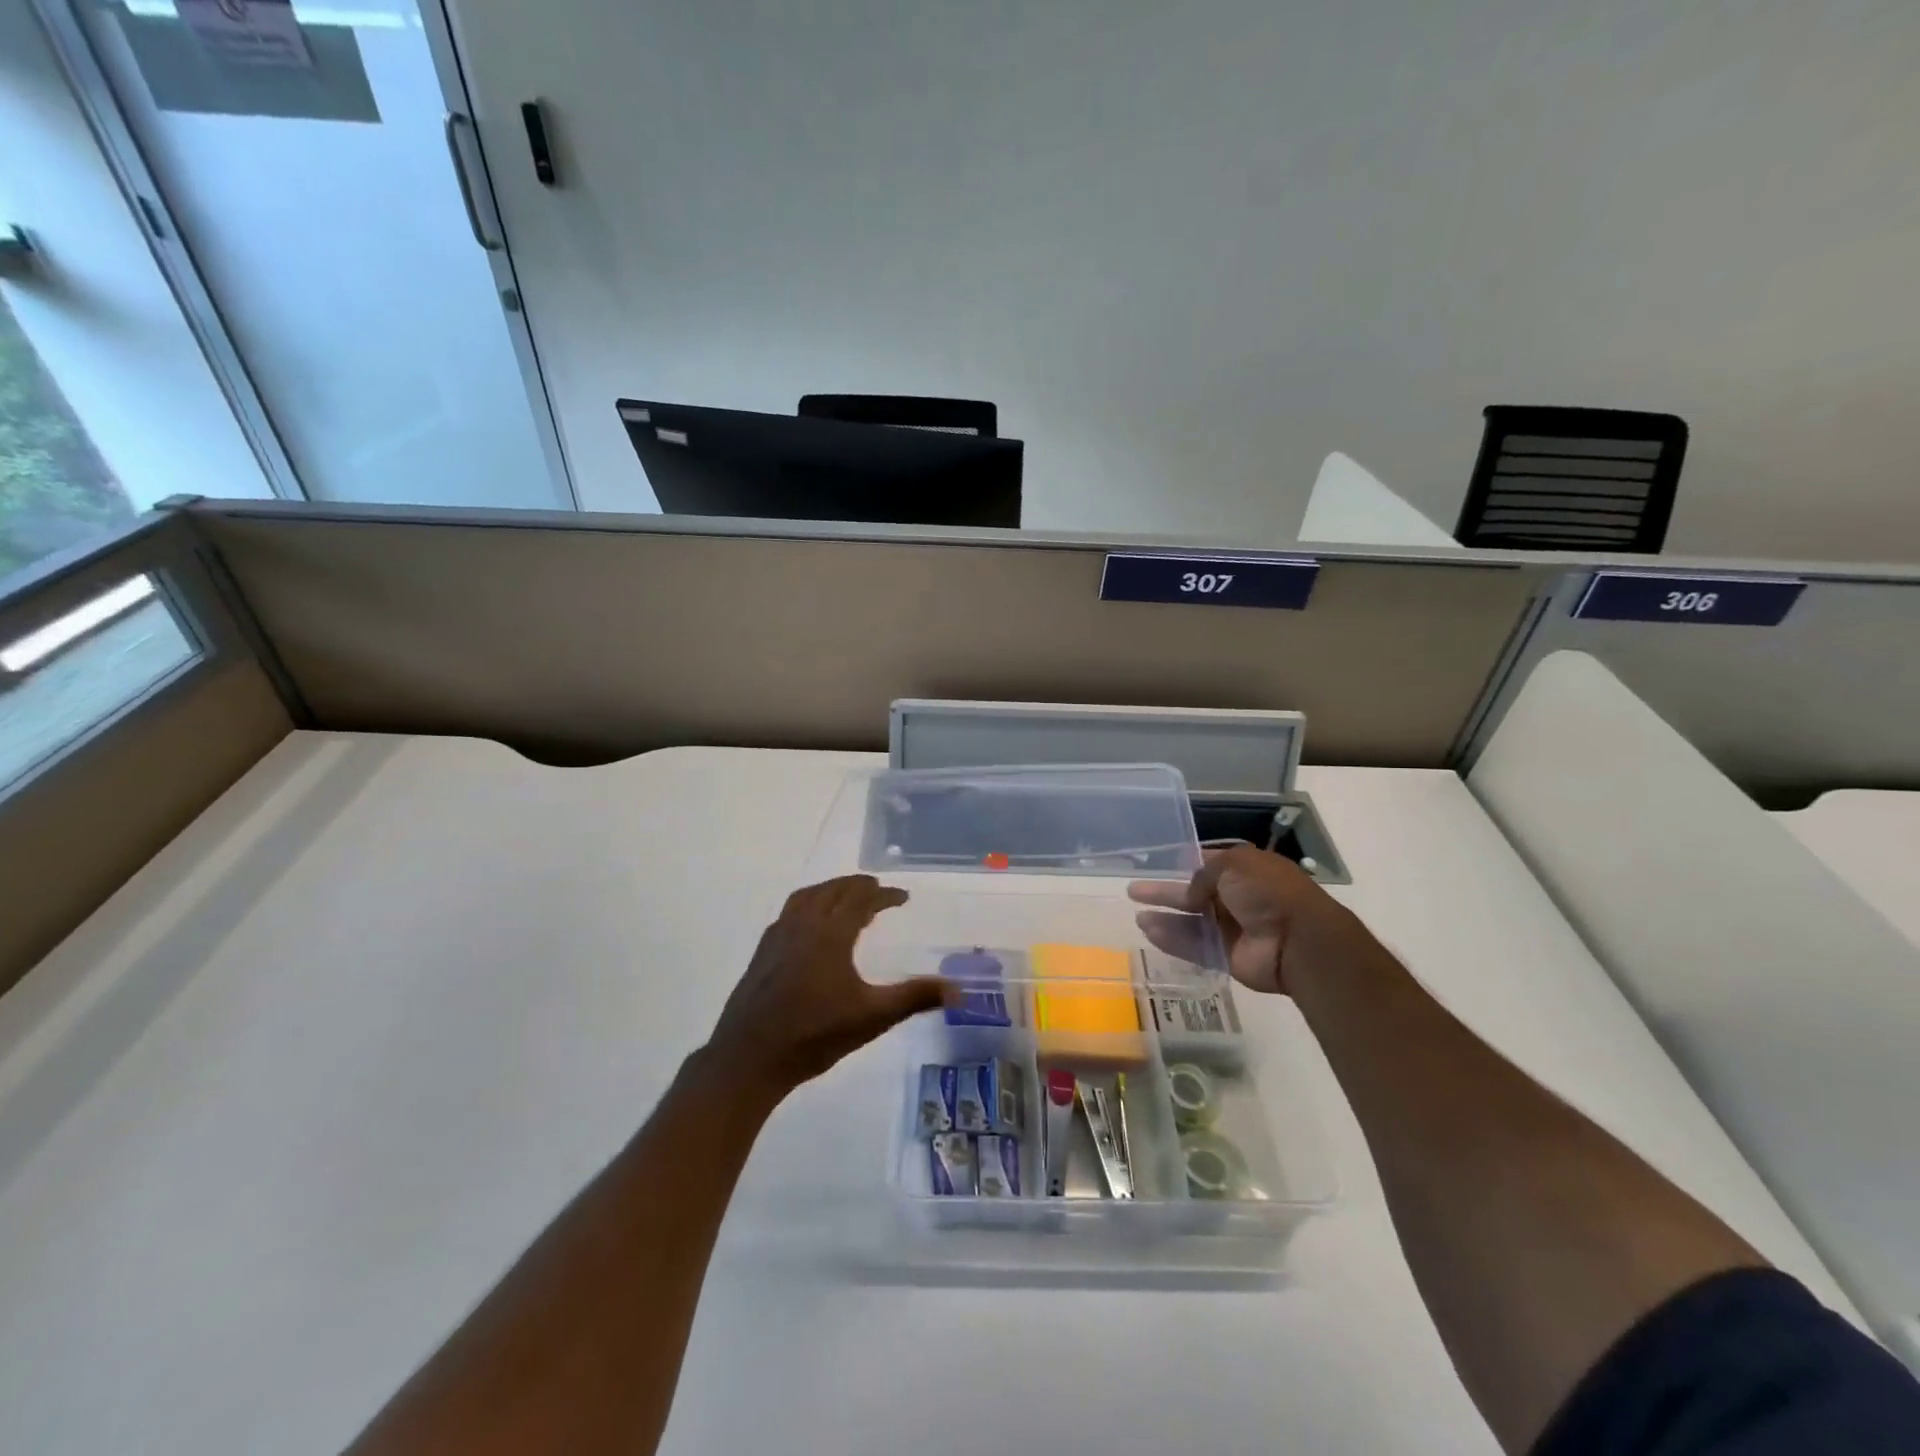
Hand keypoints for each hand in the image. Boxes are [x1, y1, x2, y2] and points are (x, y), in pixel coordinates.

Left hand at [706, 875, 942, 1100]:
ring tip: (846, 897)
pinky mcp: (763, 952)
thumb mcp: (872, 1017)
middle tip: (878, 891)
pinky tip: (810, 926)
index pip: (861, 899)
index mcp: (831, 933)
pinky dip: (808, 904)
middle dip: (858, 886)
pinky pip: (789, 912)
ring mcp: (778, 936)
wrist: (749, 1058)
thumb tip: (958, 990)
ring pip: (808, 897)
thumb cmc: (814, 1036)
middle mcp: (804, 925)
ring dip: (831, 890)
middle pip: (833, 890)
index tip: (902, 896)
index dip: (884, 894)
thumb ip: (915, 998)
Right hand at [1127, 845, 1369, 995]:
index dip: (1184, 864)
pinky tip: (1149, 932)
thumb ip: (1203, 875)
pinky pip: (1194, 946)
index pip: (1208, 865)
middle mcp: (1237, 898)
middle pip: (1193, 894)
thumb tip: (1190, 893)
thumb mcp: (1234, 865)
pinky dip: (1172, 940)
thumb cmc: (1268, 892)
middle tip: (1134, 890)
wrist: (1297, 940)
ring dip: (1165, 918)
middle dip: (1164, 892)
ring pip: (1190, 922)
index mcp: (1245, 871)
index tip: (1158, 865)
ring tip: (1136, 915)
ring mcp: (1232, 929)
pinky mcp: (1226, 956)